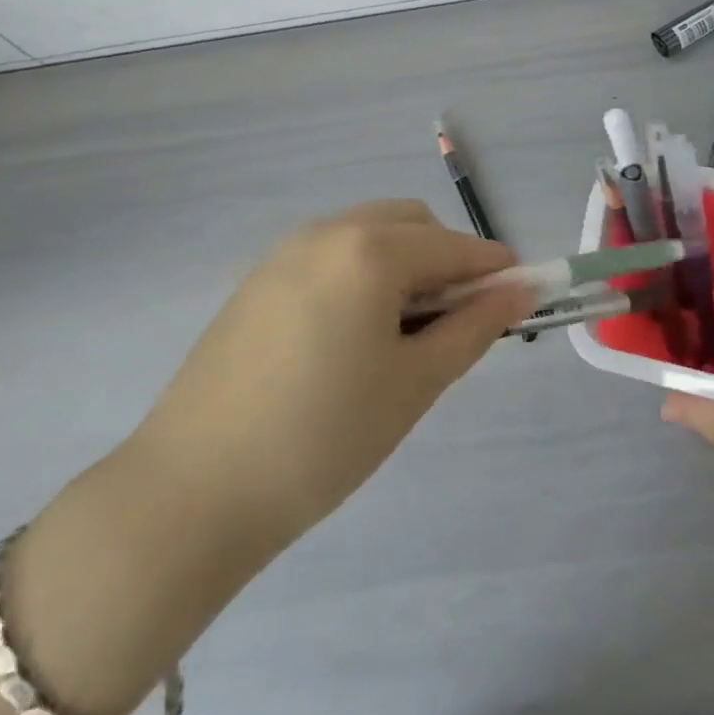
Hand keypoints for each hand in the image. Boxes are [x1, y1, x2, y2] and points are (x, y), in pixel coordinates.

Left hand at [126, 200, 531, 560]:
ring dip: (402, 265)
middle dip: (445, 260)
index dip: (494, 269)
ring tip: (401, 336)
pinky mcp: (258, 278)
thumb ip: (473, 327)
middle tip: (453, 325)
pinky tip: (350, 336)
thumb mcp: (413, 384)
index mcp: (370, 250)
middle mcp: (328, 231)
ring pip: (368, 235)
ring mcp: (286, 251)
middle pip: (410, 225)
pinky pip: (330, 255)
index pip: (454, 246)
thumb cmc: (323, 438)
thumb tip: (519, 291)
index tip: (520, 298)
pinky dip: (361, 274)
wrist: (193, 489)